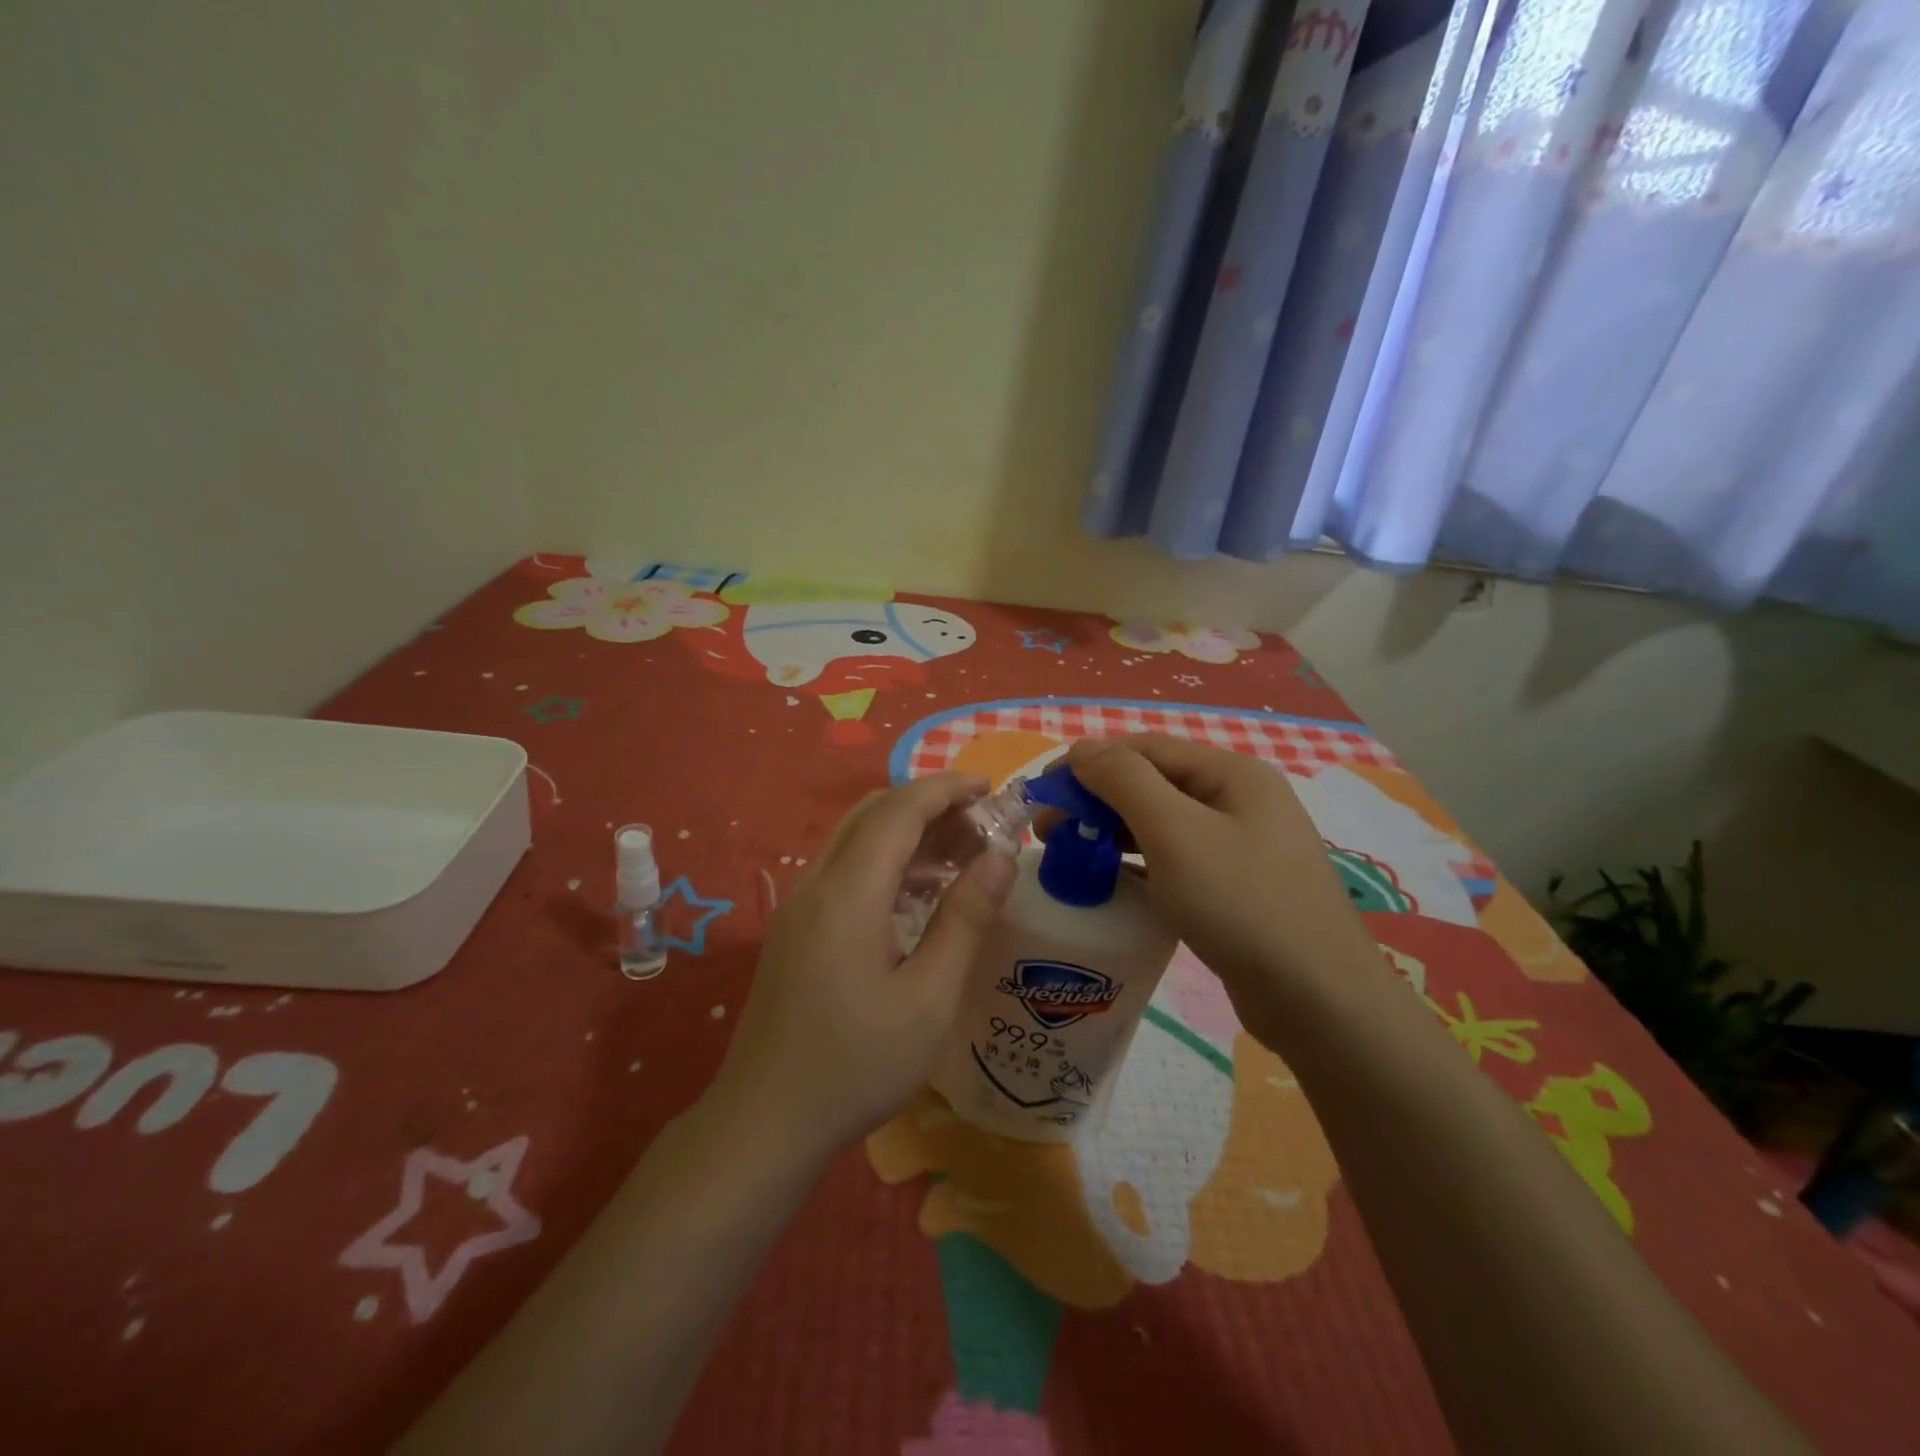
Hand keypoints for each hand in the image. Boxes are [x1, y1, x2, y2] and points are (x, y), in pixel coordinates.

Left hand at [710, 772, 1017, 1159]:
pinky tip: (919, 894)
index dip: (946, 788)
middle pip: (874, 813)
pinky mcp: (795, 927)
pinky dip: (887, 861)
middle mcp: (816, 883)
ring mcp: (799, 905)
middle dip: (930, 805)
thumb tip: (1001, 858)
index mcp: (848, 893)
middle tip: (982, 826)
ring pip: (857, 839)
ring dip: (908, 833)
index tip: (991, 788)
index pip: (899, 810)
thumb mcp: (928, 999)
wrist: (764, 1122)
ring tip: (962, 856)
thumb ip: (965, 920)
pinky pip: (845, 869)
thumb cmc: (855, 1066)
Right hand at [1065, 735, 1387, 1042]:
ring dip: (1113, 831)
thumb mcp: (1175, 832)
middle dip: (1096, 800)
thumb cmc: (1241, 903)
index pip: (1144, 749)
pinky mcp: (1237, 888)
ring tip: (1070, 855)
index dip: (1089, 763)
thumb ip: (1124, 781)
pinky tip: (1112, 881)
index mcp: (1231, 774)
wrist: (1319, 1001)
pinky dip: (1139, 863)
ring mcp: (1242, 846)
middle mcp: (1239, 800)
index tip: (1042, 793)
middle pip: (1153, 783)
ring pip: (1163, 824)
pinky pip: (1176, 860)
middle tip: (1049, 831)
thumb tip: (1082, 750)